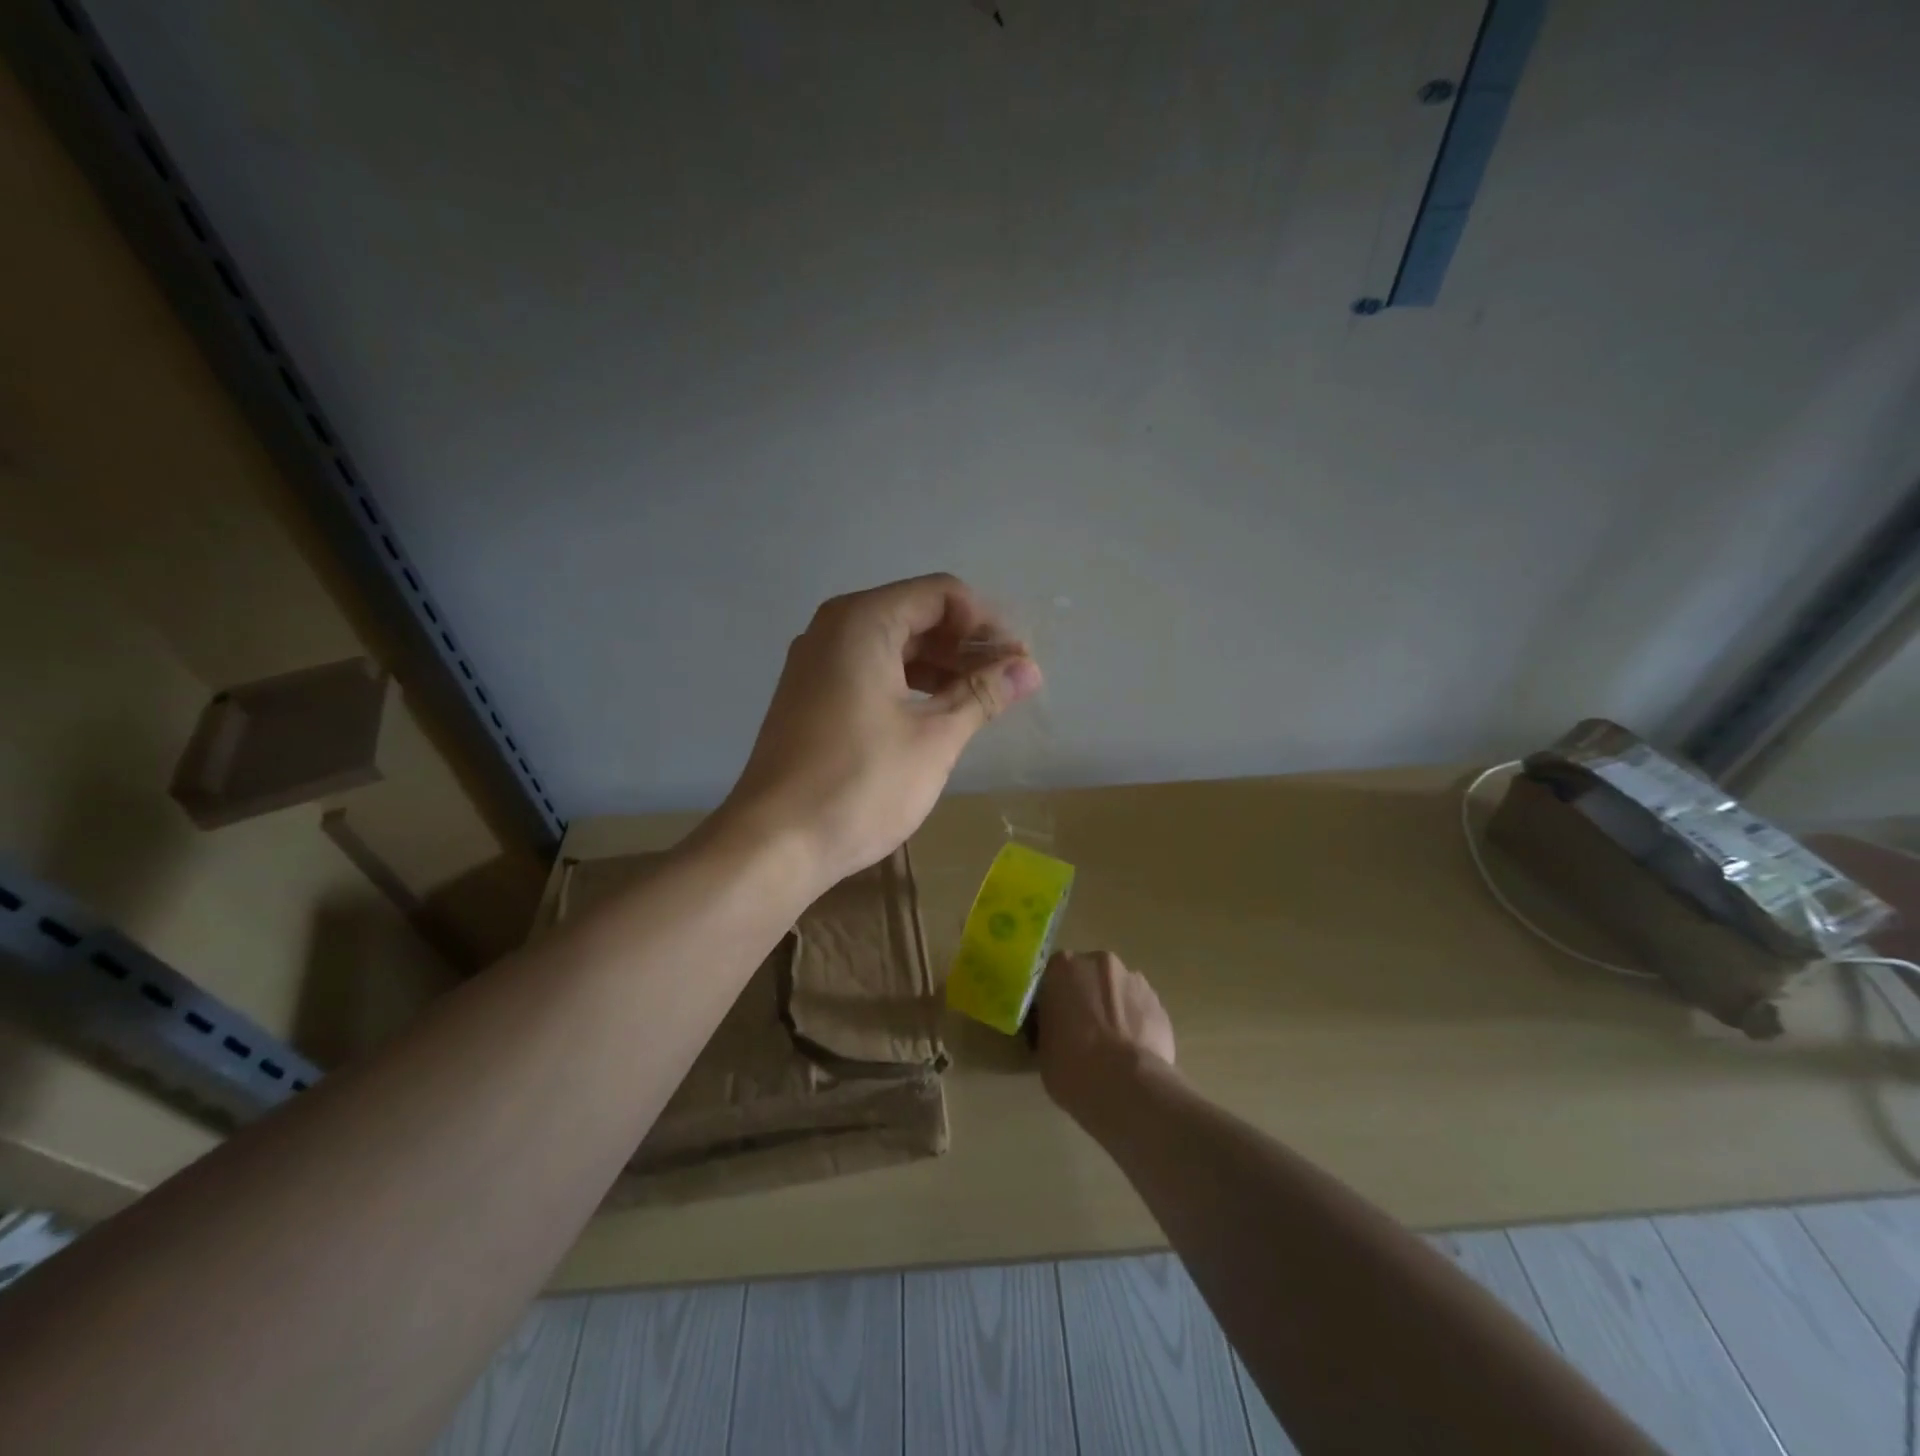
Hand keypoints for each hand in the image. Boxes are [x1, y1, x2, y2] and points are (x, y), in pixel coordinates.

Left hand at [719, 574, 1042, 889]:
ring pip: (893, 646)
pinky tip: (937, 715)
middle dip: (966, 645)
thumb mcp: (935, 737)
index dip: (986, 623)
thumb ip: (983, 694)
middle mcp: (834, 629)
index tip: (1015, 663)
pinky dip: (908, 685)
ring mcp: (816, 663)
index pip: (941, 594)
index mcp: (863, 621)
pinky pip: (869, 671)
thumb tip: (1029, 668)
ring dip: (940, 667)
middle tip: (1007, 684)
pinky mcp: (810, 697)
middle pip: (916, 615)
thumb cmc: (861, 783)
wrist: (775, 843)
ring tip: (981, 703)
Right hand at [1035, 950, 1177, 1121]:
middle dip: (1087, 997)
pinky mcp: (1159, 1003)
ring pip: (1117, 991)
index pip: (1053, 975)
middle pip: (1089, 976)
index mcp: (1063, 966)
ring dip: (1113, 1009)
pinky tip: (1132, 1053)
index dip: (1055, 998)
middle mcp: (1099, 962)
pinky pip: (1139, 1010)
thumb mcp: (1042, 1048)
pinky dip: (1135, 1024)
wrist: (1127, 1085)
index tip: (1056, 1020)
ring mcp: (1133, 980)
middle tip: (1083, 1032)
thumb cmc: (1072, 1066)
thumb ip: (1049, 1024)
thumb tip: (1057, 1026)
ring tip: (1112, 1047)